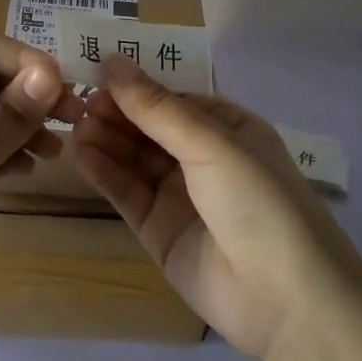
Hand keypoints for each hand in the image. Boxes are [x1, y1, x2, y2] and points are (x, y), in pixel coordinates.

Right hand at [74, 57, 361, 360]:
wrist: (286, 300)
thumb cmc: (258, 202)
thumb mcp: (211, 144)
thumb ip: (157, 108)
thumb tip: (112, 61)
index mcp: (227, 128)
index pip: (171, 98)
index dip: (135, 86)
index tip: (96, 73)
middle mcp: (202, 157)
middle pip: (148, 127)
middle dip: (116, 112)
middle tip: (79, 102)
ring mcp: (179, 195)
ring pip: (133, 158)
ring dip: (105, 139)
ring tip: (75, 124)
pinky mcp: (157, 229)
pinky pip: (126, 192)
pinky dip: (104, 172)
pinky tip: (81, 153)